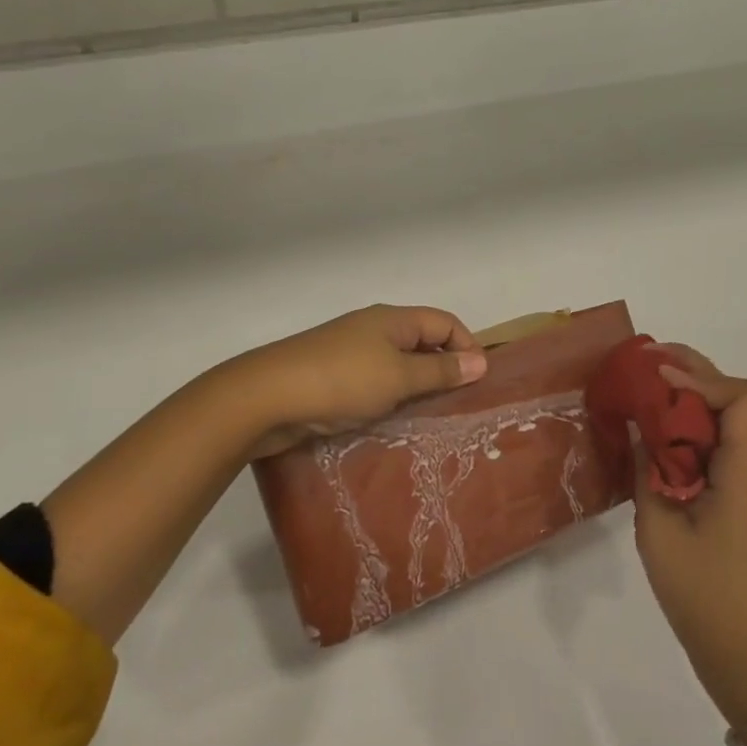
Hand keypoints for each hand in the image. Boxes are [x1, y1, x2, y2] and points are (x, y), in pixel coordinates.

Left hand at [202, 305, 487, 457]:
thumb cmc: (341, 380)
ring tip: (430, 421)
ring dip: (415, 389)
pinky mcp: (332, 379)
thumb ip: (440, 371)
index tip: (479, 383)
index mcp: (393, 319)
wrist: (266, 397)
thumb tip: (481, 361)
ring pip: (397, 366)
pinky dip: (389, 400)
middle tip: (459, 406)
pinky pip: (374, 385)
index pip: (445, 322)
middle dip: (443, 370)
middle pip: (421, 342)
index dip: (467, 346)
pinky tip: (392, 426)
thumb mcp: (398, 378)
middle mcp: (374, 329)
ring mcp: (350, 353)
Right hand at [633, 344, 746, 725]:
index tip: (658, 379)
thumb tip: (639, 428)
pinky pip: (720, 447)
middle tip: (647, 363)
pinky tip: (660, 440)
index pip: (742, 398)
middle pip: (735, 399)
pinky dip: (692, 430)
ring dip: (690, 400)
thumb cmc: (704, 592)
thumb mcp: (659, 528)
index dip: (701, 377)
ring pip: (728, 421)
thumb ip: (647, 470)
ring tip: (646, 394)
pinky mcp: (742, 498)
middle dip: (693, 373)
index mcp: (745, 470)